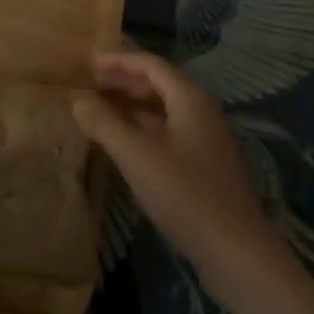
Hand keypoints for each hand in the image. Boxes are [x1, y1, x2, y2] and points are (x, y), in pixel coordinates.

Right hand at [72, 51, 282, 297]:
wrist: (236, 252)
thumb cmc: (185, 195)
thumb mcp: (137, 157)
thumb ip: (104, 124)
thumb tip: (77, 99)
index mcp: (189, 98)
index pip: (150, 64)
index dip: (118, 61)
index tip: (88, 62)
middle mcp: (201, 111)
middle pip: (158, 84)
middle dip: (123, 81)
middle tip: (89, 85)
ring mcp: (205, 139)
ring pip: (162, 109)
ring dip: (131, 105)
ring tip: (99, 110)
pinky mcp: (204, 164)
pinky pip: (167, 131)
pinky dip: (142, 128)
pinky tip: (123, 142)